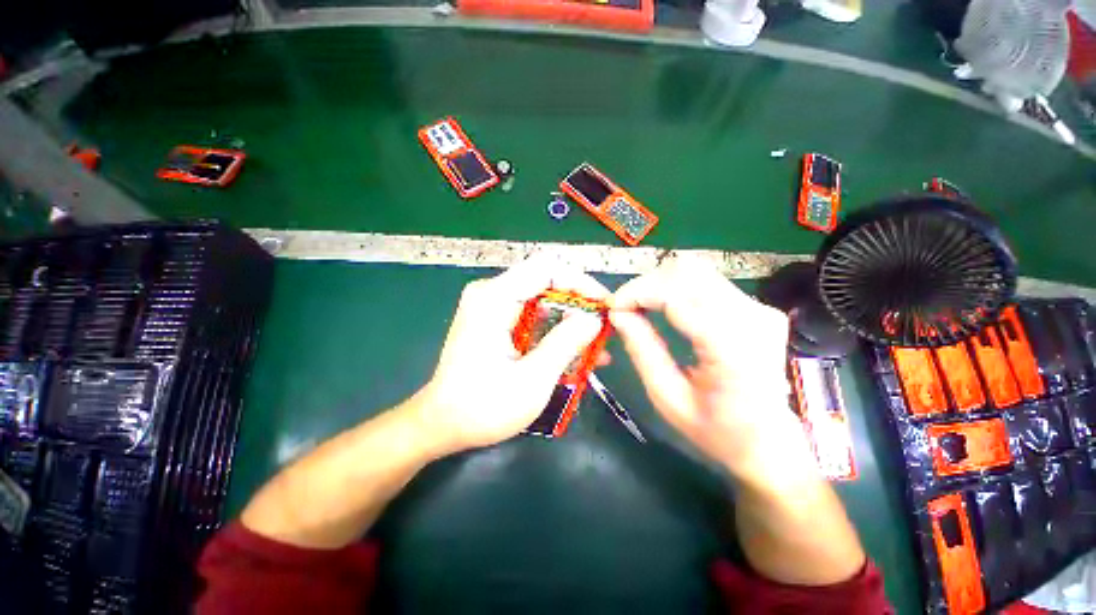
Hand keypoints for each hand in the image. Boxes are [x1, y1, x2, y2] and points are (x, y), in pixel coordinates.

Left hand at [413, 256, 608, 455]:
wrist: (442, 425)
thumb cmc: (482, 407)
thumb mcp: (532, 379)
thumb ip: (565, 343)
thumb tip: (594, 318)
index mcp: (494, 298)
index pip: (547, 268)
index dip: (580, 282)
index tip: (603, 306)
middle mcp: (492, 294)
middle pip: (546, 282)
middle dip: (578, 304)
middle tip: (603, 329)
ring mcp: (492, 307)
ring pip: (543, 301)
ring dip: (570, 321)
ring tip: (596, 346)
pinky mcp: (495, 322)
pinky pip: (533, 317)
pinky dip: (554, 331)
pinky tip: (575, 353)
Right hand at [609, 258, 816, 487]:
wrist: (769, 441)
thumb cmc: (717, 430)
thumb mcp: (667, 397)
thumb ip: (642, 350)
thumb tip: (617, 313)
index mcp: (733, 349)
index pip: (676, 296)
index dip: (637, 293)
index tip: (612, 306)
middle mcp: (752, 318)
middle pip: (687, 272)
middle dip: (646, 284)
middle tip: (624, 306)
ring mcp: (759, 309)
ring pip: (696, 270)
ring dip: (659, 283)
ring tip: (639, 305)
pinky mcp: (756, 307)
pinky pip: (706, 282)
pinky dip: (675, 288)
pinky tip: (661, 306)